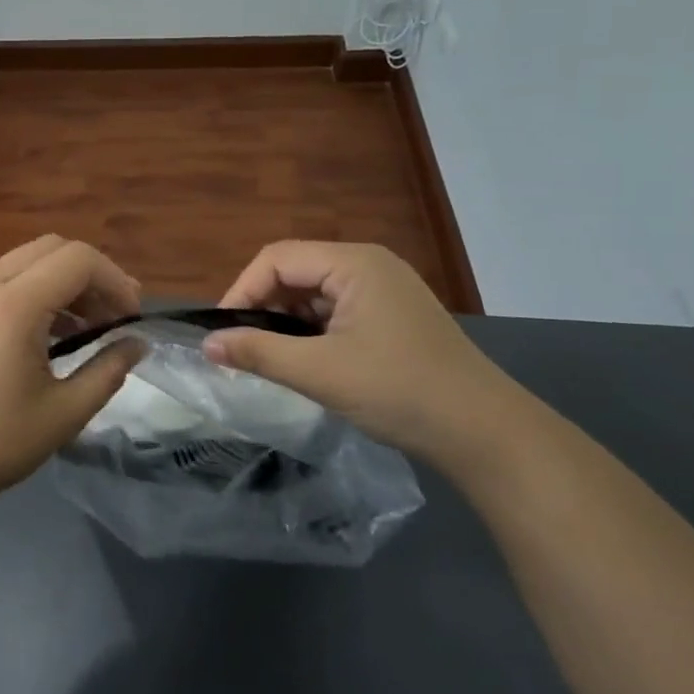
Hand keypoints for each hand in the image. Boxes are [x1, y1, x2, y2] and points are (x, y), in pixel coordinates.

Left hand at [0, 236, 144, 518]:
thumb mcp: (64, 413)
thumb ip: (109, 370)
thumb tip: (137, 343)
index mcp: (12, 305)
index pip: (78, 259)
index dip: (115, 280)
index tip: (131, 319)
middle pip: (52, 248)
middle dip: (92, 275)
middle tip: (113, 317)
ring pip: (25, 261)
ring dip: (62, 282)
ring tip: (86, 328)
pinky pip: (2, 279)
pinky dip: (34, 291)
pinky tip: (45, 333)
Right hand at [203, 241, 515, 463]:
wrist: (485, 434)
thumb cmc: (399, 391)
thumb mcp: (320, 372)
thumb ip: (258, 353)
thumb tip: (207, 345)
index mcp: (354, 263)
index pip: (277, 259)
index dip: (242, 290)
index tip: (222, 332)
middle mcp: (369, 265)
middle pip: (295, 271)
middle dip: (262, 305)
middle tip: (240, 347)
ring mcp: (384, 291)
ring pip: (315, 293)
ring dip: (285, 320)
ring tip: (266, 356)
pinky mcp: (392, 316)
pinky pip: (336, 311)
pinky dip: (311, 331)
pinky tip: (303, 360)